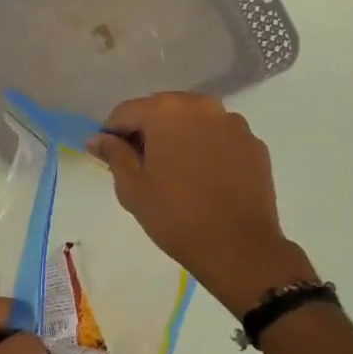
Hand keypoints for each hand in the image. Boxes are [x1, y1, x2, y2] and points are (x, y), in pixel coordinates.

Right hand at [88, 92, 314, 313]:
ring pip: (193, 122)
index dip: (112, 134)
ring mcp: (233, 123)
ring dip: (178, 138)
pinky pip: (219, 137)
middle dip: (147, 132)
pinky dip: (206, 148)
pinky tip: (204, 178)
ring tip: (176, 173)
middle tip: (142, 167)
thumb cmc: (176, 216)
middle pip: (161, 110)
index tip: (110, 159)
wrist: (239, 247)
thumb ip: (114, 155)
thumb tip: (98, 139)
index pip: (125, 112)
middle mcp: (201, 106)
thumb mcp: (132, 188)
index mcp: (166, 111)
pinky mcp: (254, 143)